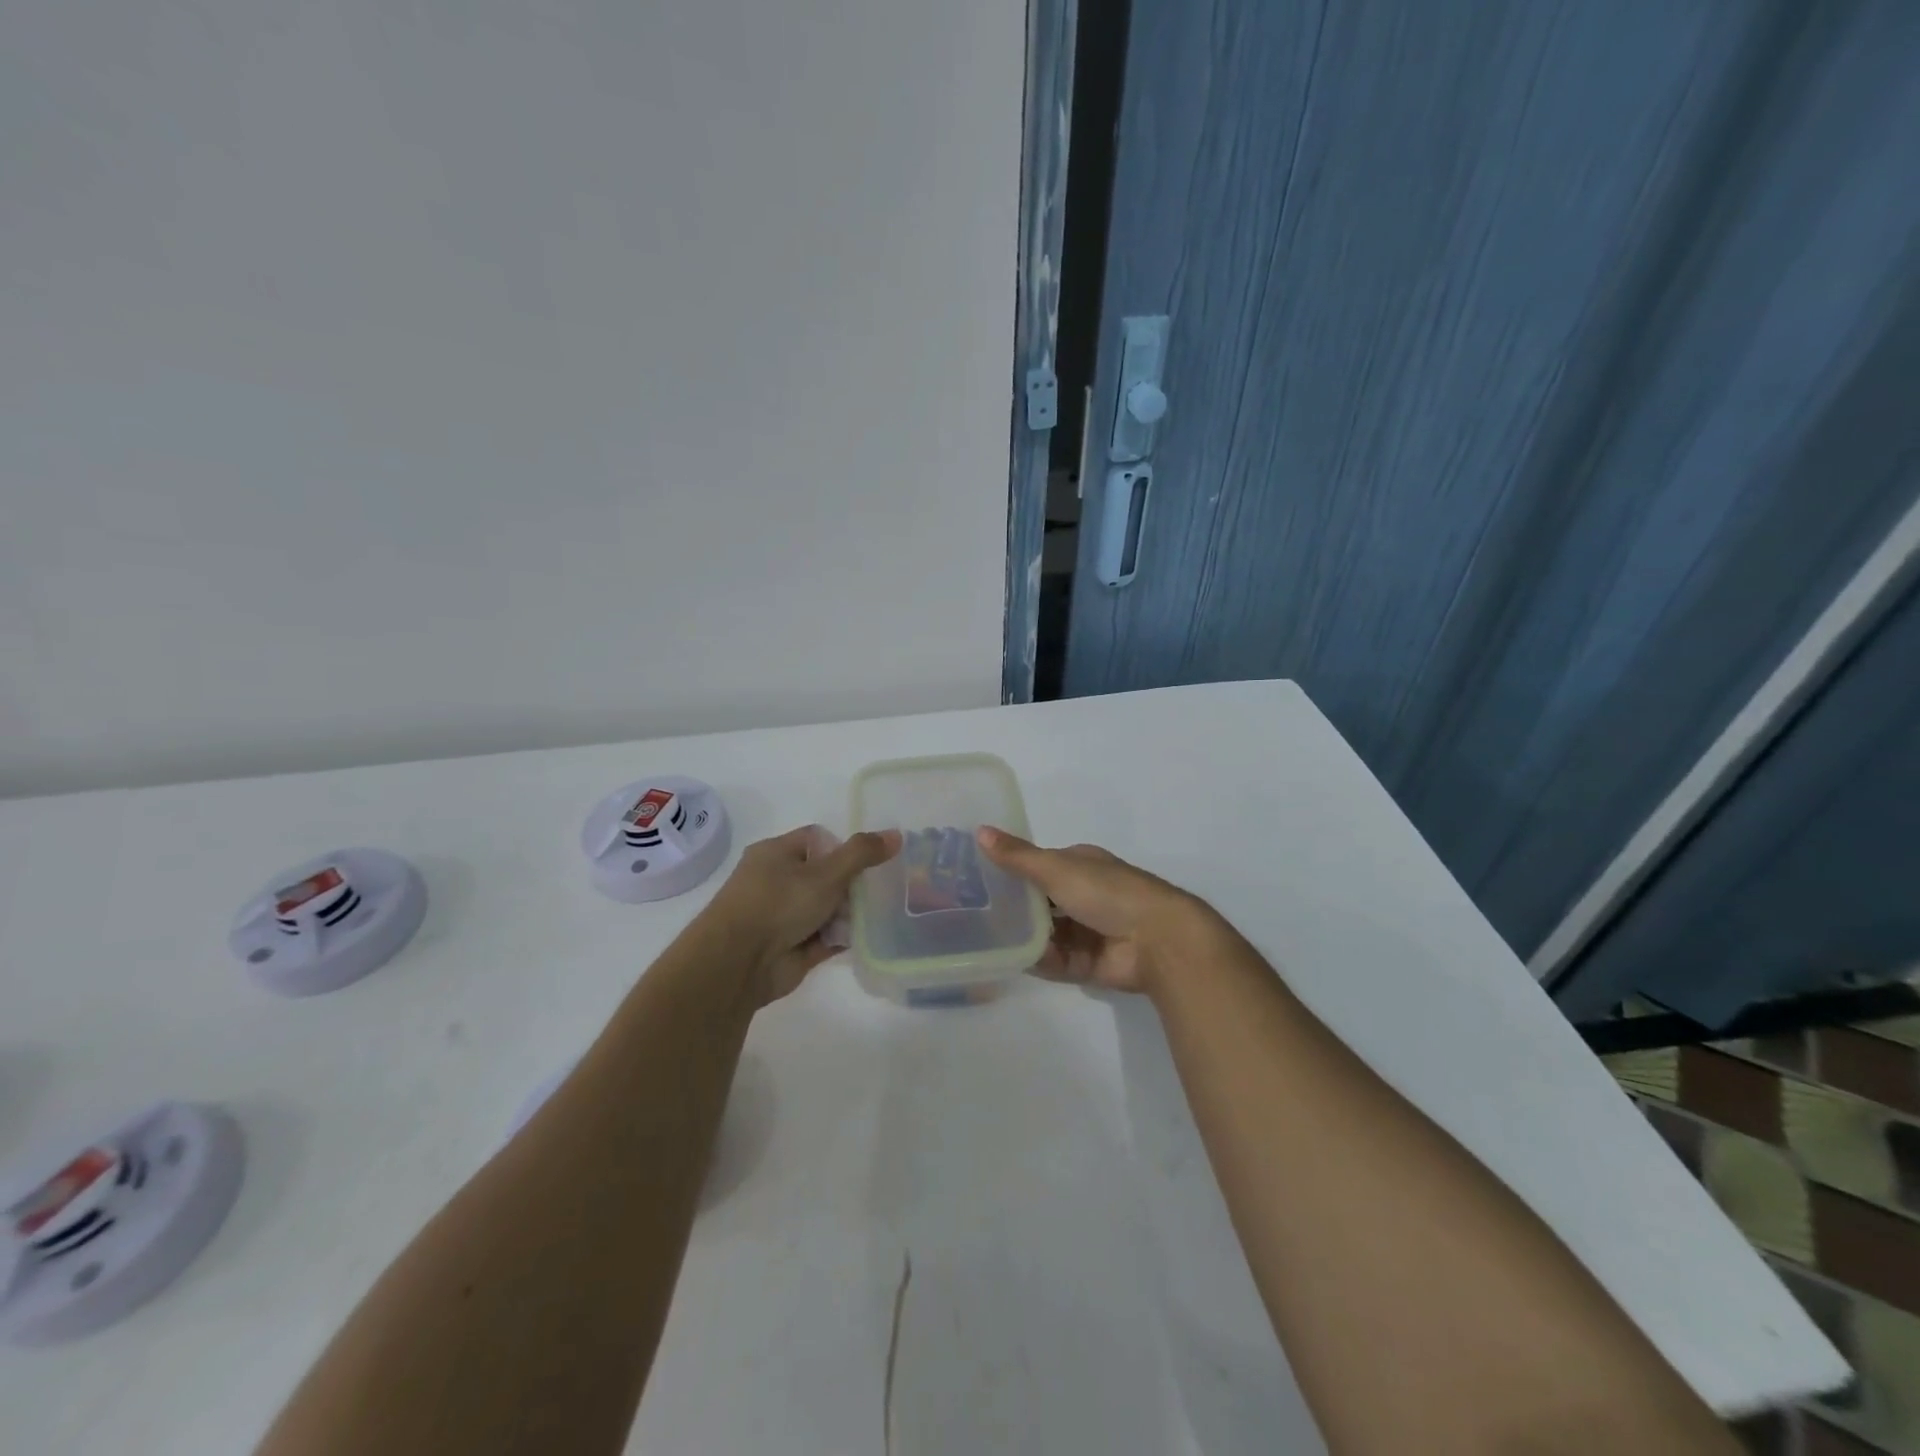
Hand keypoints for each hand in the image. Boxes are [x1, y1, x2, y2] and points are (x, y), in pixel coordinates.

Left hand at [701, 826, 899, 1005]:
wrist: (737, 965)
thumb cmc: (777, 904)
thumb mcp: (825, 872)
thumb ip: (861, 854)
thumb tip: (896, 835)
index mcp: (776, 854)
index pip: (817, 840)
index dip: (845, 847)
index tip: (873, 859)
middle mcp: (777, 882)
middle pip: (826, 875)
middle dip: (854, 882)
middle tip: (888, 886)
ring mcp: (784, 917)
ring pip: (827, 908)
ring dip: (852, 912)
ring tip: (889, 910)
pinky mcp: (793, 948)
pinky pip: (826, 938)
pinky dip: (845, 937)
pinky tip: (875, 936)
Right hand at [976, 828, 1218, 996]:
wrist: (1158, 940)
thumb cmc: (1108, 892)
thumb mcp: (1057, 868)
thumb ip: (1017, 856)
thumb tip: (980, 830)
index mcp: (1081, 865)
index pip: (1040, 866)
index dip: (1012, 870)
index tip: (978, 878)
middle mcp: (1084, 896)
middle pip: (1040, 902)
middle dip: (1014, 908)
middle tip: (974, 913)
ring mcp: (1087, 931)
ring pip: (1046, 934)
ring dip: (1024, 937)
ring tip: (985, 940)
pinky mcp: (1089, 964)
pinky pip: (1056, 962)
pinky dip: (1039, 961)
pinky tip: (1014, 960)